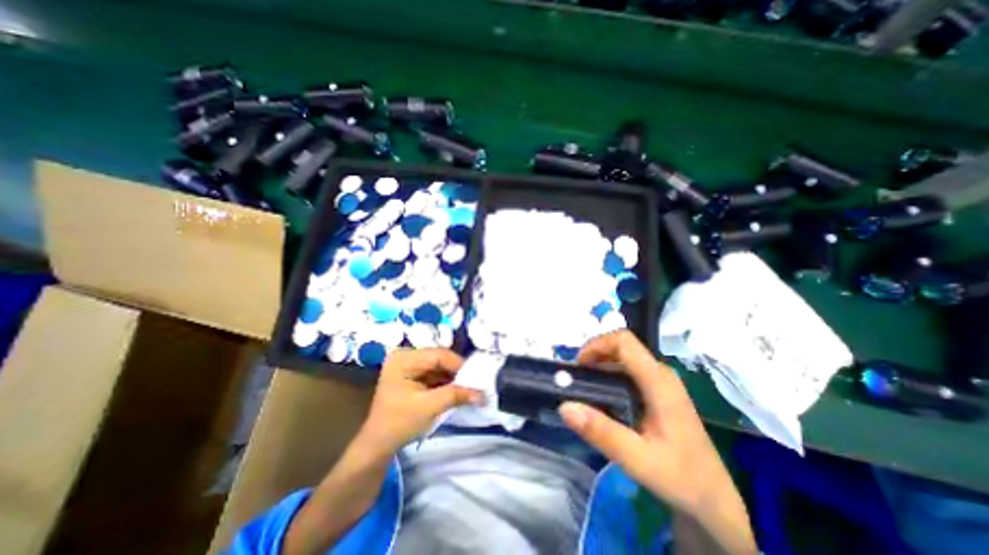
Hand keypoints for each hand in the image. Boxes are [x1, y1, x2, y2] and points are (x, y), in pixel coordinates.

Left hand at [356, 348, 482, 458]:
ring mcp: (409, 365)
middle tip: (476, 382)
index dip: (459, 365)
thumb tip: (483, 394)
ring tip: (471, 386)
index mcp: (404, 358)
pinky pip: (436, 374)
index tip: (477, 378)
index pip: (438, 355)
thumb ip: (456, 395)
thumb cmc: (399, 423)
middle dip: (458, 372)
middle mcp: (407, 356)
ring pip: (440, 366)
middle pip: (440, 359)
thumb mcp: (429, 407)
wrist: (378, 445)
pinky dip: (447, 382)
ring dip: (454, 378)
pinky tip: (459, 389)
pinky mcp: (414, 375)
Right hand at [563, 329, 740, 516]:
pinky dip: (609, 374)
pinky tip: (602, 396)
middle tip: (576, 379)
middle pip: (622, 346)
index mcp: (658, 381)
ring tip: (584, 387)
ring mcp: (661, 381)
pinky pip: (629, 370)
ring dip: (600, 364)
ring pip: (624, 357)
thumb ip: (601, 432)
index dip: (597, 344)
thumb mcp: (637, 459)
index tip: (578, 366)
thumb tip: (565, 406)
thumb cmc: (681, 478)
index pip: (624, 341)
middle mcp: (660, 373)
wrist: (715, 500)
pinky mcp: (659, 390)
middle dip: (595, 355)